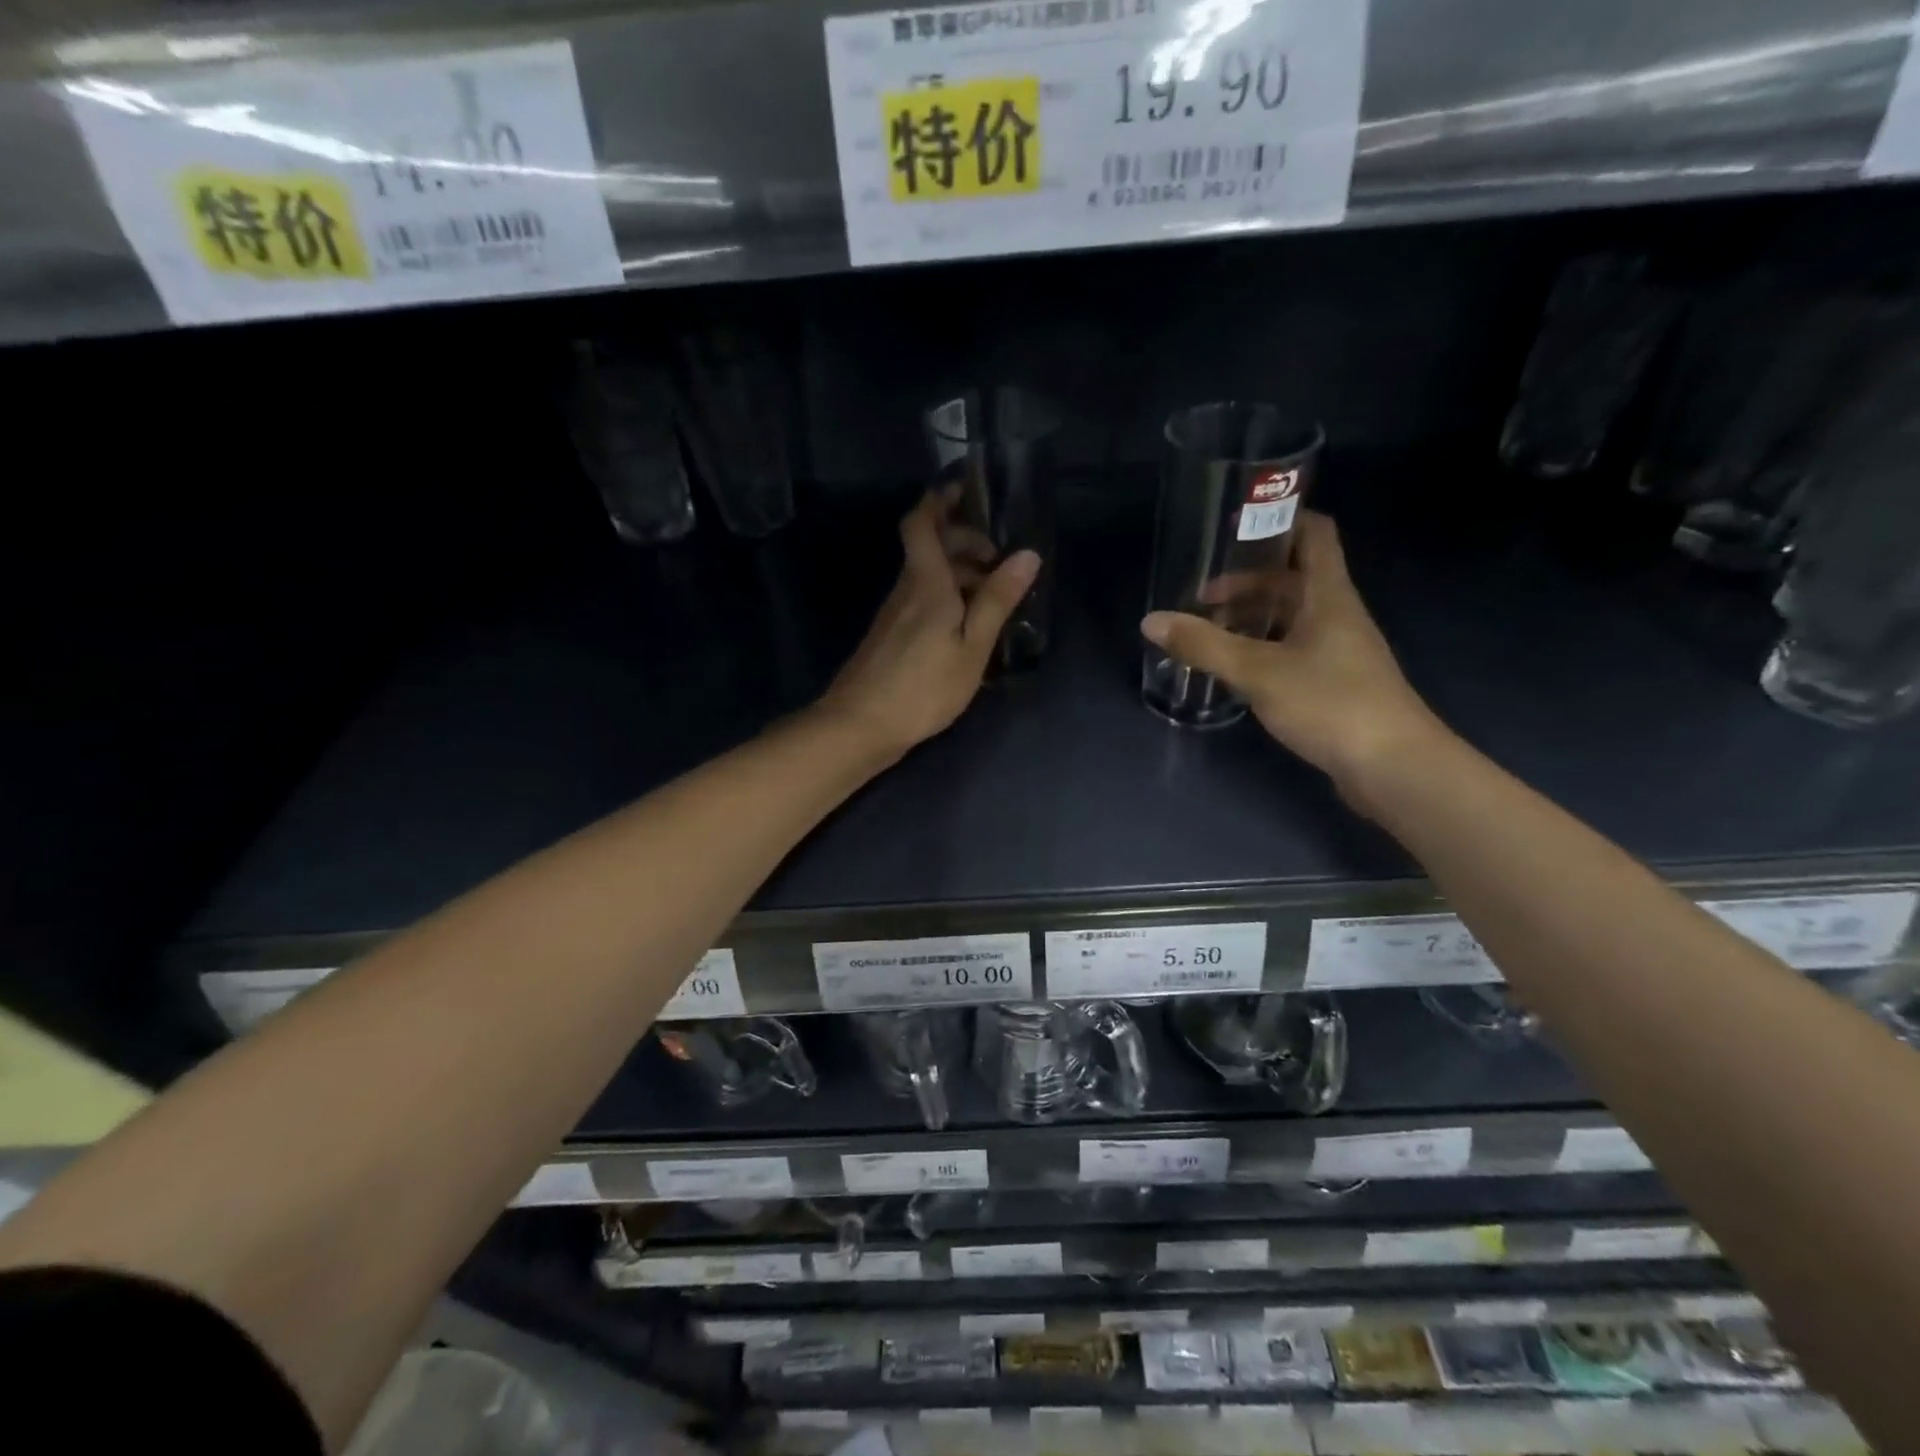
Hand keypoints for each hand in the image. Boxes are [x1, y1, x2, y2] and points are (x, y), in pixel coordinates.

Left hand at [819, 487, 1039, 758]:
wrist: (860, 726)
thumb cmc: (923, 687)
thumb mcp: (972, 647)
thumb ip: (996, 601)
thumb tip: (1026, 554)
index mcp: (926, 583)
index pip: (922, 523)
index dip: (940, 499)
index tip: (967, 490)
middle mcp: (906, 589)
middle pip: (931, 548)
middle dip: (965, 541)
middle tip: (1001, 560)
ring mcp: (894, 614)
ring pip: (929, 577)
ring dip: (960, 575)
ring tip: (995, 599)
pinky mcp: (890, 637)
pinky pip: (923, 601)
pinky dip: (947, 599)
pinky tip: (968, 629)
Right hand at [1140, 510, 1447, 797]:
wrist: (1393, 767)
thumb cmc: (1330, 703)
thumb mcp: (1257, 671)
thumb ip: (1204, 645)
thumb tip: (1151, 621)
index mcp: (1328, 595)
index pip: (1313, 534)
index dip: (1280, 520)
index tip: (1236, 526)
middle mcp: (1337, 614)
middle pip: (1292, 579)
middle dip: (1247, 582)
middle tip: (1201, 597)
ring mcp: (1338, 650)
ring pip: (1291, 617)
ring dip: (1252, 618)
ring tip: (1209, 633)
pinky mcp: (1335, 683)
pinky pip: (1293, 649)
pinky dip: (1262, 649)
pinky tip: (1235, 669)